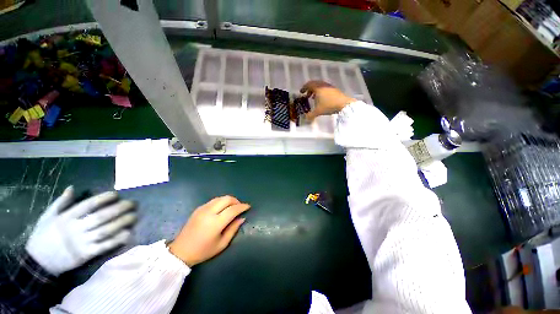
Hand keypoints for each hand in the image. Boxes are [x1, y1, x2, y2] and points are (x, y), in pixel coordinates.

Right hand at [25, 186, 136, 275]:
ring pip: (105, 231)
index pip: (88, 205)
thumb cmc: (43, 236)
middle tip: (133, 203)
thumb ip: (60, 202)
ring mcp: (81, 243)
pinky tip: (128, 233)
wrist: (37, 262)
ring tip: (134, 216)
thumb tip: (72, 188)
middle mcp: (75, 229)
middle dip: (119, 209)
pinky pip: (104, 246)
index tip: (117, 194)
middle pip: (101, 217)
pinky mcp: (85, 255)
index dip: (103, 199)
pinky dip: (116, 240)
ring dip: (122, 223)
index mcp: (66, 218)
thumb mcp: (48, 217)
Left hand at [168, 196, 249, 266]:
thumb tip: (242, 218)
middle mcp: (209, 212)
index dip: (242, 206)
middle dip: (236, 201)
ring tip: (232, 207)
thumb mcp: (222, 244)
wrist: (180, 252)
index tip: (248, 206)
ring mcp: (202, 209)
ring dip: (229, 200)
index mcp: (215, 223)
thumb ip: (233, 229)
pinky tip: (222, 209)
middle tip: (240, 207)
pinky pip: (213, 200)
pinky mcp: (198, 208)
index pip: (233, 209)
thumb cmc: (203, 251)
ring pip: (220, 198)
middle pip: (227, 199)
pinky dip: (221, 202)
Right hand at [301, 80, 355, 120]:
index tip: (301, 92)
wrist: (344, 104)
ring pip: (320, 86)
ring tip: (313, 98)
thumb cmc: (329, 106)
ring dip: (315, 90)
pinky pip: (325, 88)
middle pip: (314, 84)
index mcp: (318, 88)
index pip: (309, 85)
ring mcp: (329, 87)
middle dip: (309, 89)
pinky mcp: (334, 89)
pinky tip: (322, 99)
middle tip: (307, 95)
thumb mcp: (318, 111)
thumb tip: (305, 118)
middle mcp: (323, 85)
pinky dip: (321, 92)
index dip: (304, 88)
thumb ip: (310, 115)